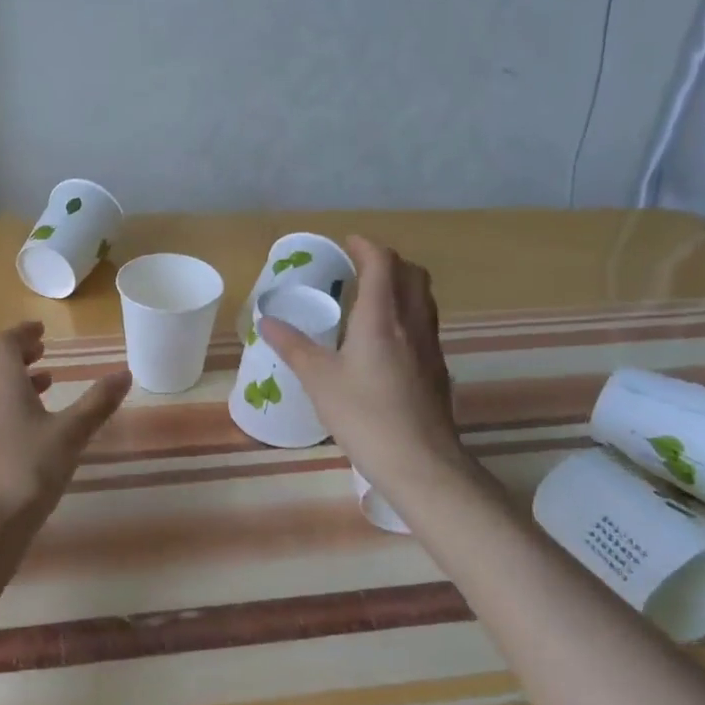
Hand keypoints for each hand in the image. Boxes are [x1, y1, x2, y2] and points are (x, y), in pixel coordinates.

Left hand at [0, 322, 131, 529]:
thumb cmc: (29, 468)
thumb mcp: (71, 433)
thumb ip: (97, 403)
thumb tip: (125, 373)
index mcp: (4, 385)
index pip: (4, 344)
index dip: (21, 333)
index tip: (42, 330)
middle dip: (20, 354)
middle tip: (44, 349)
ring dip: (21, 380)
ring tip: (49, 381)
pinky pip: (2, 414)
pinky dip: (21, 405)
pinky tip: (44, 425)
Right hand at [259, 236, 475, 501]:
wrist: (420, 462)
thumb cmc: (364, 416)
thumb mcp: (319, 380)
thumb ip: (294, 346)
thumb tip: (267, 320)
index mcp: (382, 318)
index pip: (382, 263)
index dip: (366, 246)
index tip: (347, 242)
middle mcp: (413, 323)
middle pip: (412, 274)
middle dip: (387, 261)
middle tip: (359, 267)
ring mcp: (431, 346)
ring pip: (423, 298)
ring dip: (401, 285)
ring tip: (371, 297)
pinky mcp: (437, 369)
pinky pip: (425, 324)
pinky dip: (407, 313)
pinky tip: (387, 340)